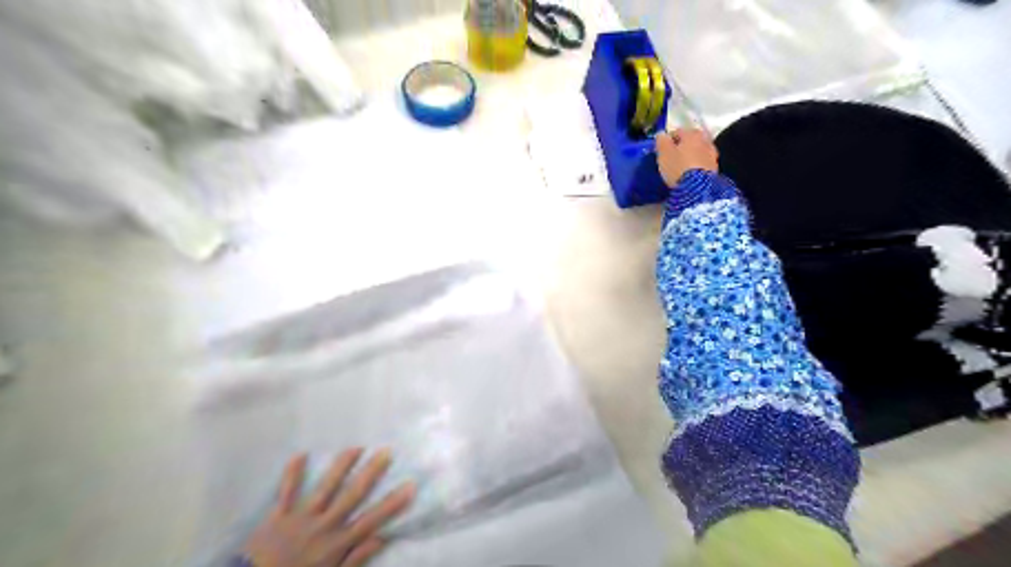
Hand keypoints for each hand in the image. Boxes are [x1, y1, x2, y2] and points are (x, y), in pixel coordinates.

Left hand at [239, 448, 413, 566]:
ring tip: (356, 447)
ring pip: (325, 487)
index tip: (410, 486)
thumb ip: (355, 559)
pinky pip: (286, 492)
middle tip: (386, 452)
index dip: (392, 503)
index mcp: (337, 544)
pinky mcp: (278, 516)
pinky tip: (300, 454)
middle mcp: (323, 525)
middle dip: (371, 473)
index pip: (371, 520)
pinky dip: (292, 474)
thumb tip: (381, 538)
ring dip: (340, 466)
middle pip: (352, 495)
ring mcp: (300, 518)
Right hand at [656, 128, 718, 186]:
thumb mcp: (664, 153)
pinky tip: (689, 174)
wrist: (697, 188)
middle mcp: (705, 139)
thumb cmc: (678, 167)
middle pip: (689, 141)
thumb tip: (661, 134)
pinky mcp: (715, 168)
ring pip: (697, 152)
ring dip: (689, 156)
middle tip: (671, 159)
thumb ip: (661, 141)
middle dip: (680, 148)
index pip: (676, 132)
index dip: (667, 141)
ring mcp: (712, 154)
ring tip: (680, 167)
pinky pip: (702, 163)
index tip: (661, 152)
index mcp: (691, 133)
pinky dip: (695, 166)